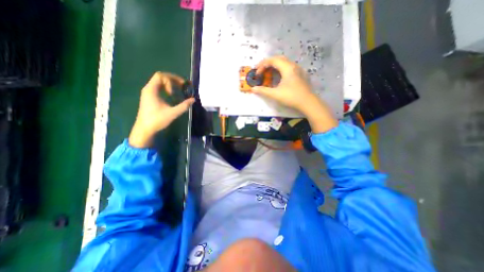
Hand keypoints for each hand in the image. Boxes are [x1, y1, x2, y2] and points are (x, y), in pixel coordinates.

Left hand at [131, 71, 195, 148]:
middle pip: (160, 77)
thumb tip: (193, 100)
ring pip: (159, 82)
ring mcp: (148, 93)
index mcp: (151, 90)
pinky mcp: (150, 97)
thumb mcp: (172, 113)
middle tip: (183, 85)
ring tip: (179, 89)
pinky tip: (172, 95)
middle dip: (173, 80)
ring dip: (170, 84)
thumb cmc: (157, 120)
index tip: (177, 90)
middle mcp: (148, 89)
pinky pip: (158, 88)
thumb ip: (184, 106)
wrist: (144, 129)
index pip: (161, 76)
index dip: (171, 80)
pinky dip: (167, 88)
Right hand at [252, 56, 336, 133]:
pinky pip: (289, 67)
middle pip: (278, 59)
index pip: (272, 60)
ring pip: (284, 62)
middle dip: (267, 63)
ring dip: (274, 66)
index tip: (256, 73)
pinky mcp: (301, 74)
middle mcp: (293, 65)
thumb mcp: (275, 94)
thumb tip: (253, 89)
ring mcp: (298, 69)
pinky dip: (281, 69)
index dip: (262, 65)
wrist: (308, 103)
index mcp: (287, 68)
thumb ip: (263, 91)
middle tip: (260, 71)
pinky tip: (279, 77)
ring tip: (268, 73)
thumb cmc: (291, 97)